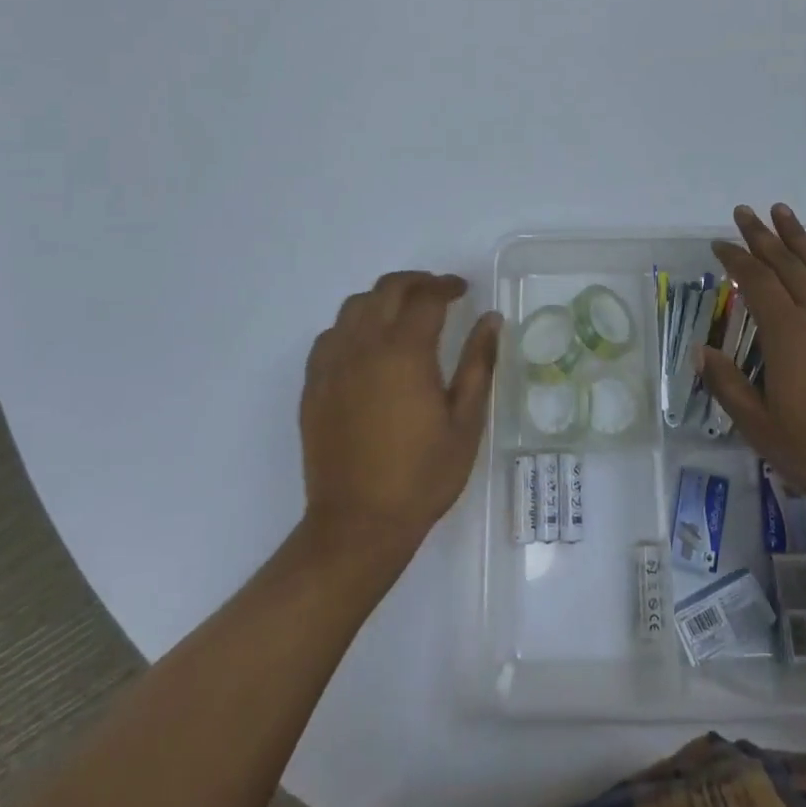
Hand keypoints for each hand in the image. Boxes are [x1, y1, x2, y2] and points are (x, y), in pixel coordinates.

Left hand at [300, 272, 499, 564]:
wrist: (358, 525)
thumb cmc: (422, 476)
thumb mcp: (465, 421)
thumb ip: (478, 363)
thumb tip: (491, 320)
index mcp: (405, 352)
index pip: (426, 297)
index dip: (447, 286)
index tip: (462, 290)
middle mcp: (364, 346)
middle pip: (387, 289)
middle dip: (415, 281)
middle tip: (437, 292)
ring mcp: (333, 364)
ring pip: (354, 306)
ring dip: (382, 299)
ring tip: (403, 314)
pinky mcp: (314, 385)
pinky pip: (330, 335)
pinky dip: (352, 325)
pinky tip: (367, 346)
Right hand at [704, 204, 805, 539]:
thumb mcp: (761, 429)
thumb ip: (728, 386)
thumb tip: (701, 351)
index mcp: (787, 333)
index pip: (755, 281)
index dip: (735, 259)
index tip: (719, 244)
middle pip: (786, 263)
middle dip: (762, 236)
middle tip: (745, 212)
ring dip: (799, 237)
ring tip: (782, 212)